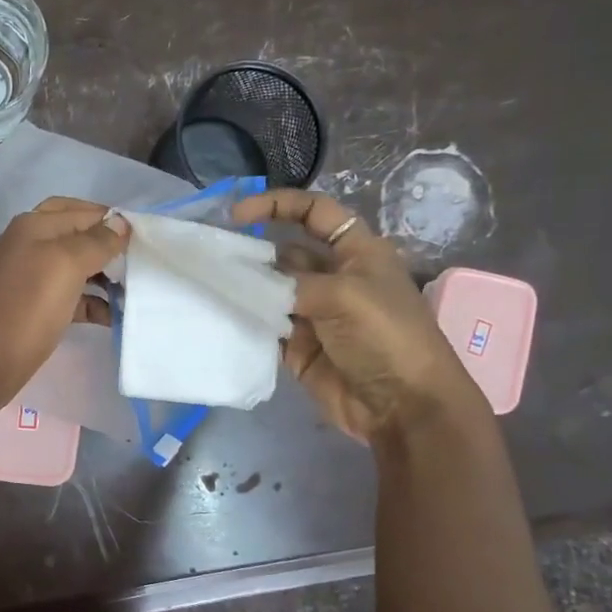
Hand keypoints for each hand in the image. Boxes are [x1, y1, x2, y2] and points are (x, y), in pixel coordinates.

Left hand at [0, 198, 128, 407]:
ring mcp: (27, 278)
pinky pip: (68, 296)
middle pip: (75, 236)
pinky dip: (91, 303)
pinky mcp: (31, 308)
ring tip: (132, 291)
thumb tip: (120, 223)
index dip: (111, 220)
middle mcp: (27, 245)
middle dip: (106, 247)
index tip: (145, 237)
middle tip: (138, 261)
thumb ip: (96, 241)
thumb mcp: (66, 265)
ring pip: (73, 268)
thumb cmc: (28, 307)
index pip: (79, 210)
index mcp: (32, 226)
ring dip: (102, 277)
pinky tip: (112, 316)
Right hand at [231, 189, 482, 442]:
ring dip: (246, 287)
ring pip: (271, 290)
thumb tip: (248, 280)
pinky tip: (222, 314)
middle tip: (213, 257)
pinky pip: (266, 326)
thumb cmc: (385, 337)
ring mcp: (314, 313)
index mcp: (357, 252)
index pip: (315, 212)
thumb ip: (292, 282)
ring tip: (210, 284)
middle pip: (286, 253)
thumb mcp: (344, 295)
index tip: (238, 214)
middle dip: (253, 251)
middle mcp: (334, 277)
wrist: (402, 406)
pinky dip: (247, 320)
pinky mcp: (298, 347)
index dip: (278, 205)